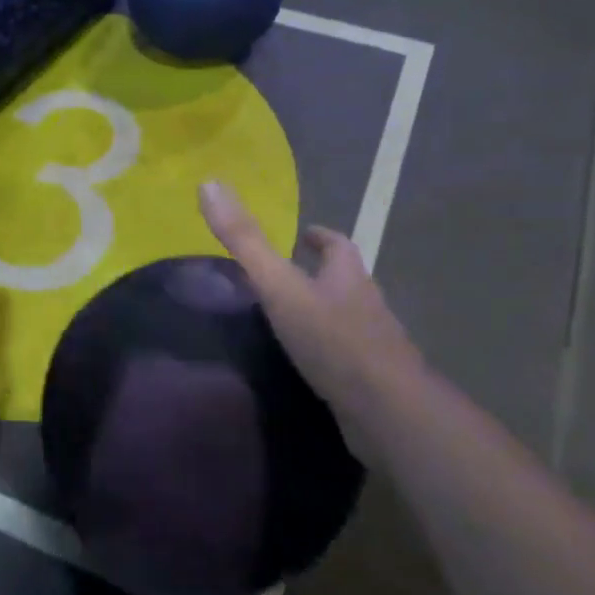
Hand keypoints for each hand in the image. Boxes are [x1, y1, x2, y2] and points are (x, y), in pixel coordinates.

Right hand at [200, 181, 423, 460]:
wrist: (385, 411)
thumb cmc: (332, 339)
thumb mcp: (280, 286)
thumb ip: (245, 241)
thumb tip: (209, 183)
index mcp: (348, 276)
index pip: (338, 245)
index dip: (320, 237)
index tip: (304, 234)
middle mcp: (366, 304)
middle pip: (346, 281)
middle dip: (322, 275)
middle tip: (288, 279)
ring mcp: (374, 346)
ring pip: (347, 320)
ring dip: (323, 315)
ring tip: (288, 323)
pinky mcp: (373, 383)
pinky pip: (346, 359)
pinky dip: (326, 355)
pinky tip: (305, 368)